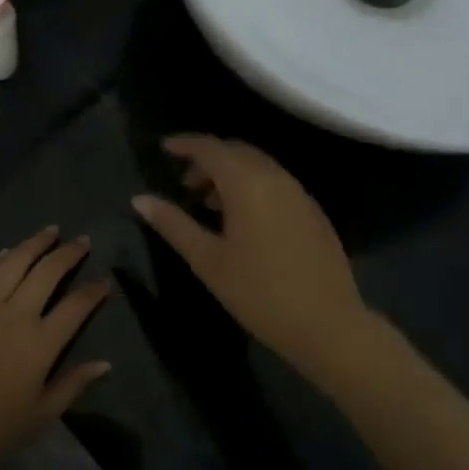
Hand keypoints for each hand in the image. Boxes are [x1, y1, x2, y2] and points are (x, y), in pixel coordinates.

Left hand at [0, 228, 111, 469]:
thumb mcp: (42, 415)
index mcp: (41, 343)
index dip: (94, 291)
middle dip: (68, 253)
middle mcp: (15, 315)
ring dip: (34, 243)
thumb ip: (73, 383)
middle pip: (47, 272)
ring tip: (50, 231)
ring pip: (14, 263)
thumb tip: (104, 363)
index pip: (76, 306)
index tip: (104, 281)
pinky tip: (8, 251)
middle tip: (83, 241)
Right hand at [133, 135, 371, 377]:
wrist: (328, 325)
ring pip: (259, 166)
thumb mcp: (207, 260)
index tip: (165, 149)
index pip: (211, 148)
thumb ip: (173, 224)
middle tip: (186, 184)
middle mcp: (276, 177)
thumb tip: (140, 199)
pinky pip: (277, 183)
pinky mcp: (314, 212)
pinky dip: (253, 186)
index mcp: (247, 183)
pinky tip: (245, 221)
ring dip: (232, 174)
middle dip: (208, 159)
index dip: (186, 144)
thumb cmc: (258, 292)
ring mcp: (300, 194)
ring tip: (210, 205)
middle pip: (237, 151)